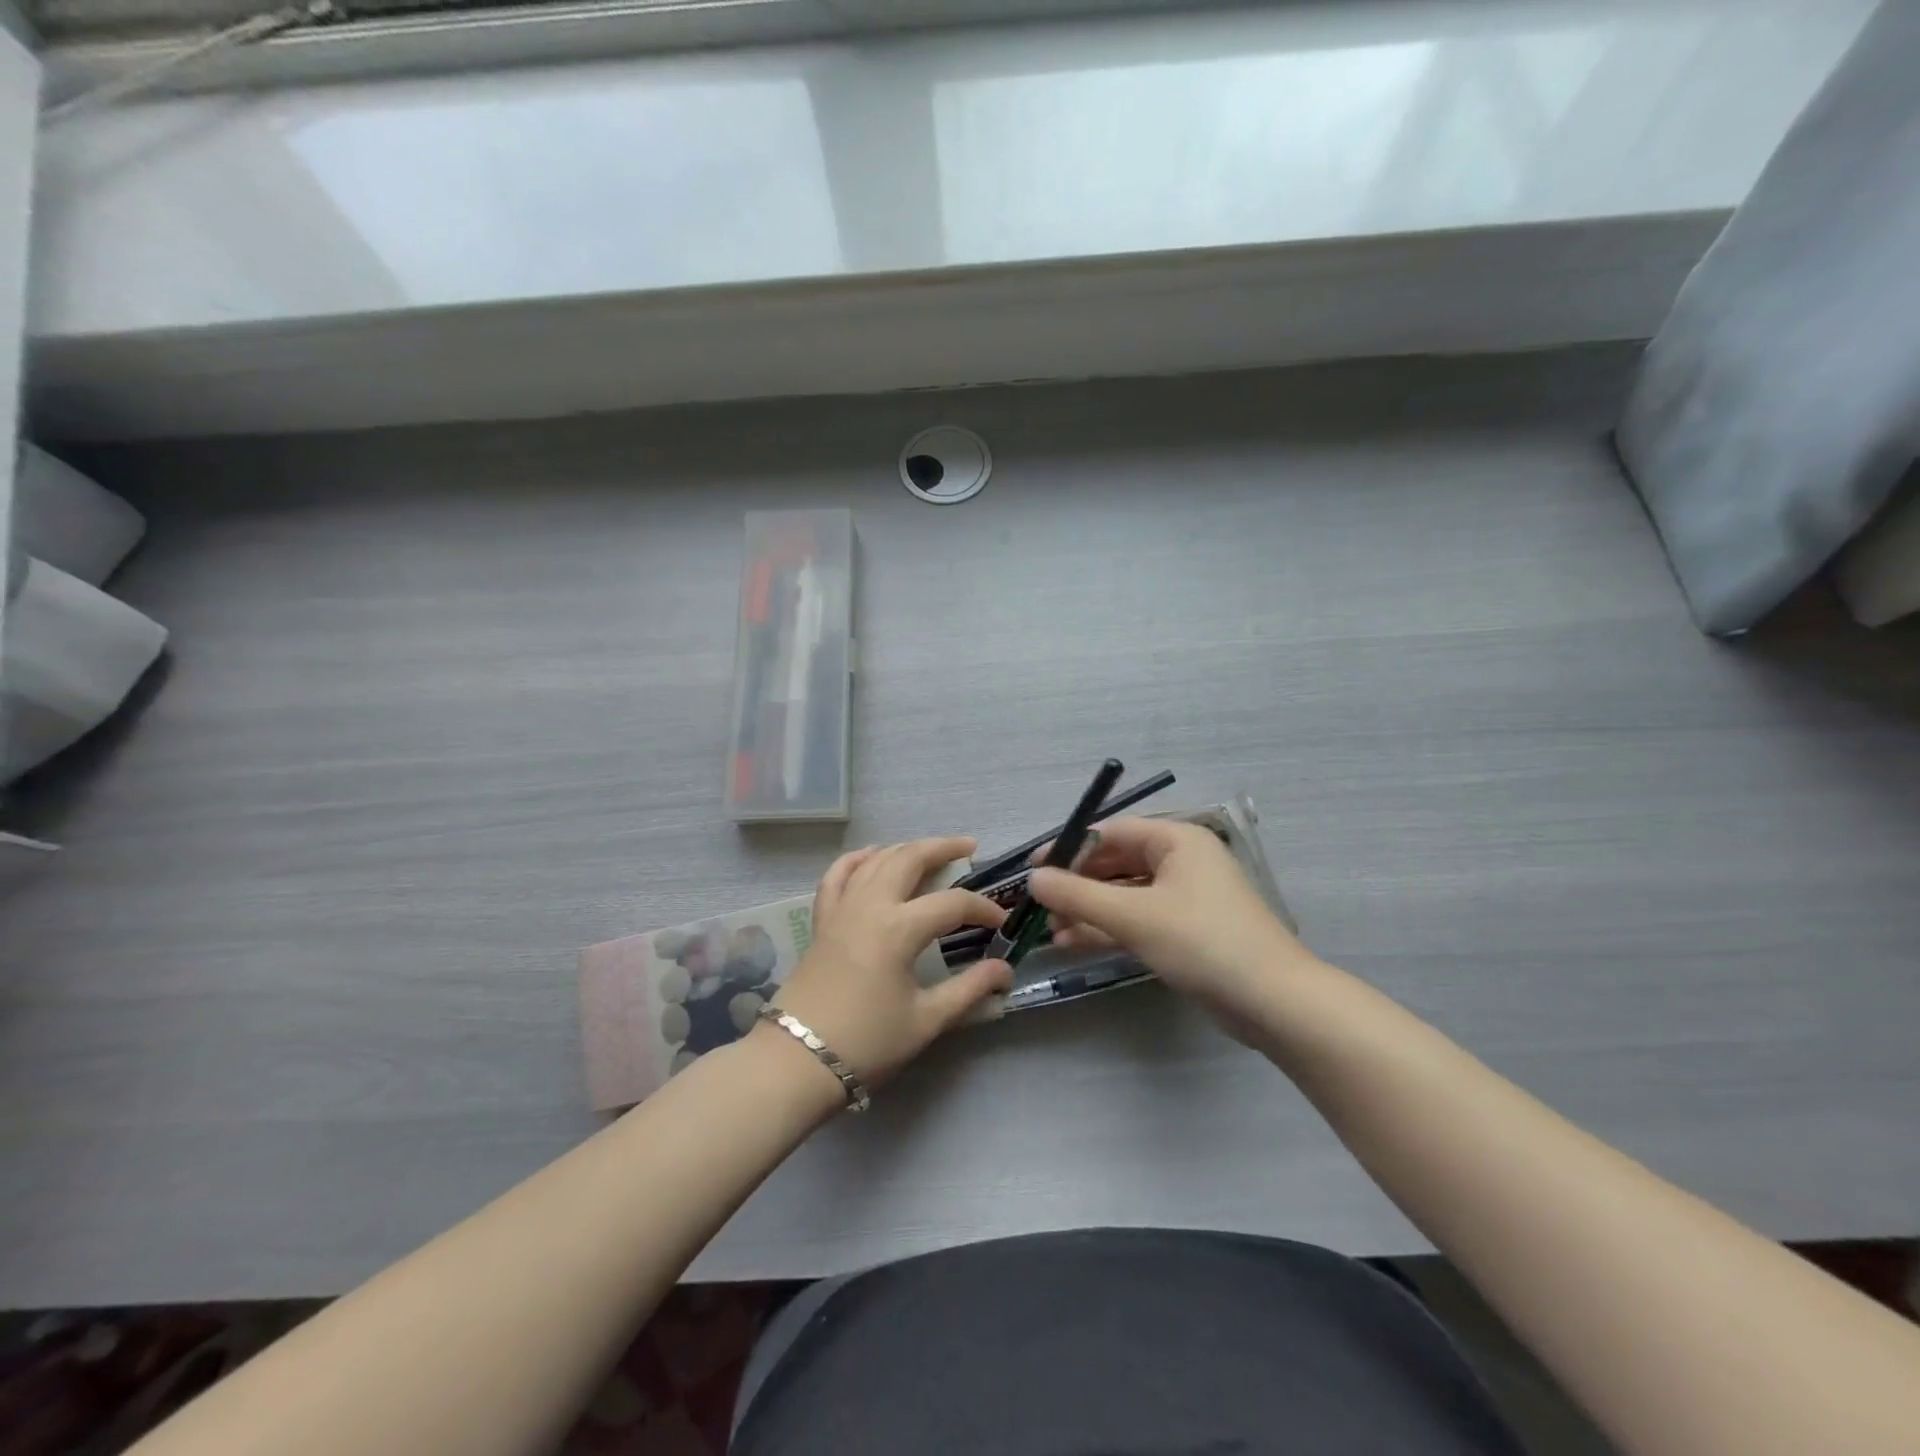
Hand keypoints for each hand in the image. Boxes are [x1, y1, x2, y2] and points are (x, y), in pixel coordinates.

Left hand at [771, 836, 1012, 1088]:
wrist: (799, 1060)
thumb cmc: (867, 1042)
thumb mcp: (926, 1020)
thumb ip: (969, 990)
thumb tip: (1005, 971)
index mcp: (898, 928)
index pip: (952, 904)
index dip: (982, 909)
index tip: (1001, 922)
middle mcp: (869, 905)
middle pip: (909, 858)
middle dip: (942, 848)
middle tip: (969, 848)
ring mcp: (841, 908)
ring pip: (875, 860)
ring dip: (905, 848)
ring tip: (929, 851)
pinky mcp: (821, 920)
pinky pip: (837, 875)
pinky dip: (856, 859)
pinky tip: (871, 855)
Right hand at [1028, 817, 1313, 1035]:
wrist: (1273, 1002)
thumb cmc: (1202, 942)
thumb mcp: (1134, 916)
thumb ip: (1078, 895)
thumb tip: (1033, 878)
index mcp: (1177, 841)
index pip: (1112, 832)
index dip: (1070, 848)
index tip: (1034, 869)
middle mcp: (1182, 861)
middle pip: (1116, 863)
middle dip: (1077, 884)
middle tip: (1039, 904)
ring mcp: (1186, 898)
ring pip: (1125, 895)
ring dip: (1088, 909)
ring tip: (1049, 928)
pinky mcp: (1187, 931)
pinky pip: (1138, 919)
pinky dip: (1108, 928)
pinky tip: (1072, 943)